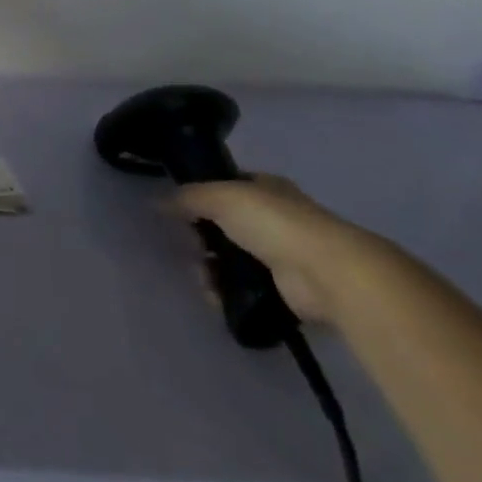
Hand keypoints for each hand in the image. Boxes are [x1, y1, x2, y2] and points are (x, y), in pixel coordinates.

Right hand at [171, 174, 382, 324]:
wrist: (327, 273)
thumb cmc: (273, 222)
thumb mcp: (218, 197)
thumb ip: (185, 198)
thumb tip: (155, 202)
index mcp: (266, 188)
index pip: (226, 187)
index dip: (201, 197)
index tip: (181, 212)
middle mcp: (276, 218)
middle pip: (224, 226)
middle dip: (201, 239)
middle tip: (190, 248)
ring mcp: (283, 255)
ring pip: (231, 259)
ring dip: (210, 269)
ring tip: (202, 277)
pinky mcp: (287, 290)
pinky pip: (245, 289)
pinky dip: (226, 293)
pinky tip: (215, 294)